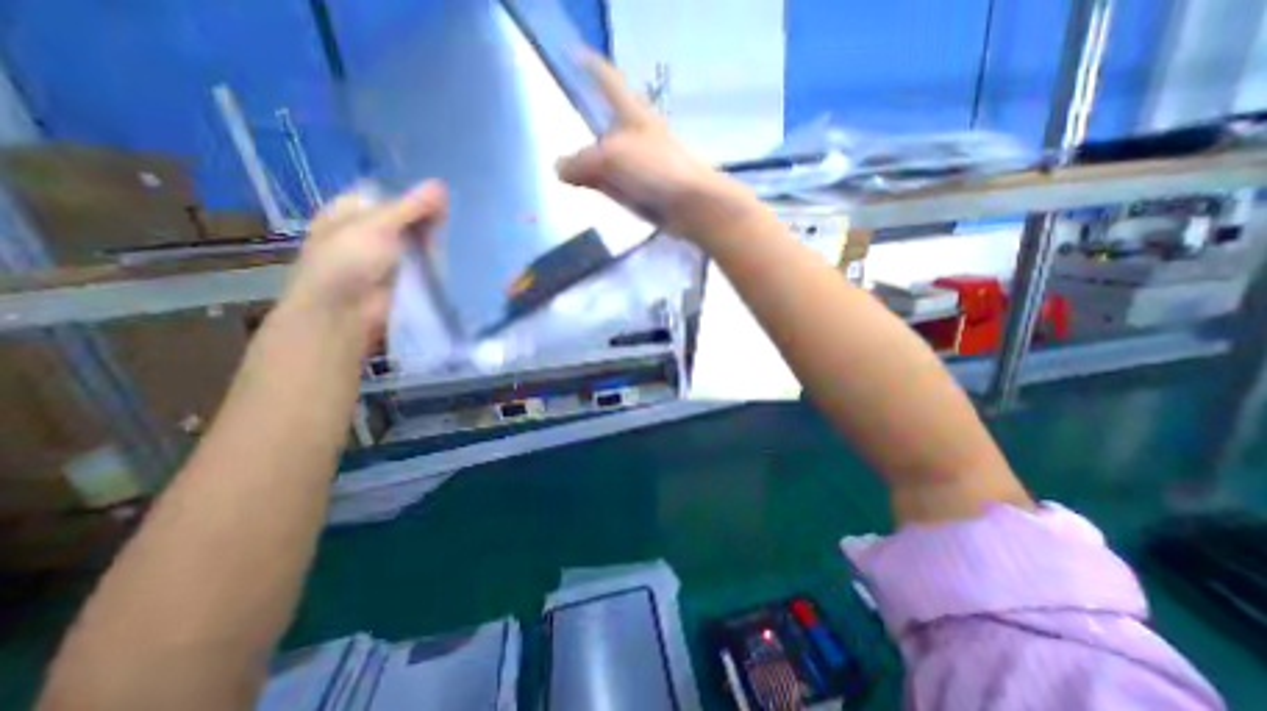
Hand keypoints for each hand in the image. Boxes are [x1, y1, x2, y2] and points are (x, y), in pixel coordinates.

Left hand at [277, 180, 446, 353]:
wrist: (346, 313)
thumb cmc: (348, 261)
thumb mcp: (377, 226)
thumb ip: (410, 207)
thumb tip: (440, 185)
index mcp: (350, 211)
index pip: (385, 194)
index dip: (411, 192)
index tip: (441, 192)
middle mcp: (368, 231)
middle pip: (404, 217)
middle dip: (427, 215)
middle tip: (456, 212)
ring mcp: (387, 256)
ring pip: (416, 240)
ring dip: (434, 237)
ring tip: (462, 228)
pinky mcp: (404, 277)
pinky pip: (424, 261)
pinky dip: (437, 257)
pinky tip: (455, 250)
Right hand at [552, 53, 749, 241]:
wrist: (692, 206)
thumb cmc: (655, 170)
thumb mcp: (612, 159)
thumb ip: (581, 162)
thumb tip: (559, 169)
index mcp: (633, 115)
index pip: (609, 82)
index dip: (592, 68)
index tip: (576, 55)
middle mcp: (639, 136)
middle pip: (608, 125)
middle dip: (590, 126)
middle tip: (566, 129)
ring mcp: (644, 165)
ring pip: (612, 159)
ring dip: (594, 163)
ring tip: (572, 170)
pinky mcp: (648, 190)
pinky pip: (619, 183)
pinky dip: (605, 186)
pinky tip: (594, 191)